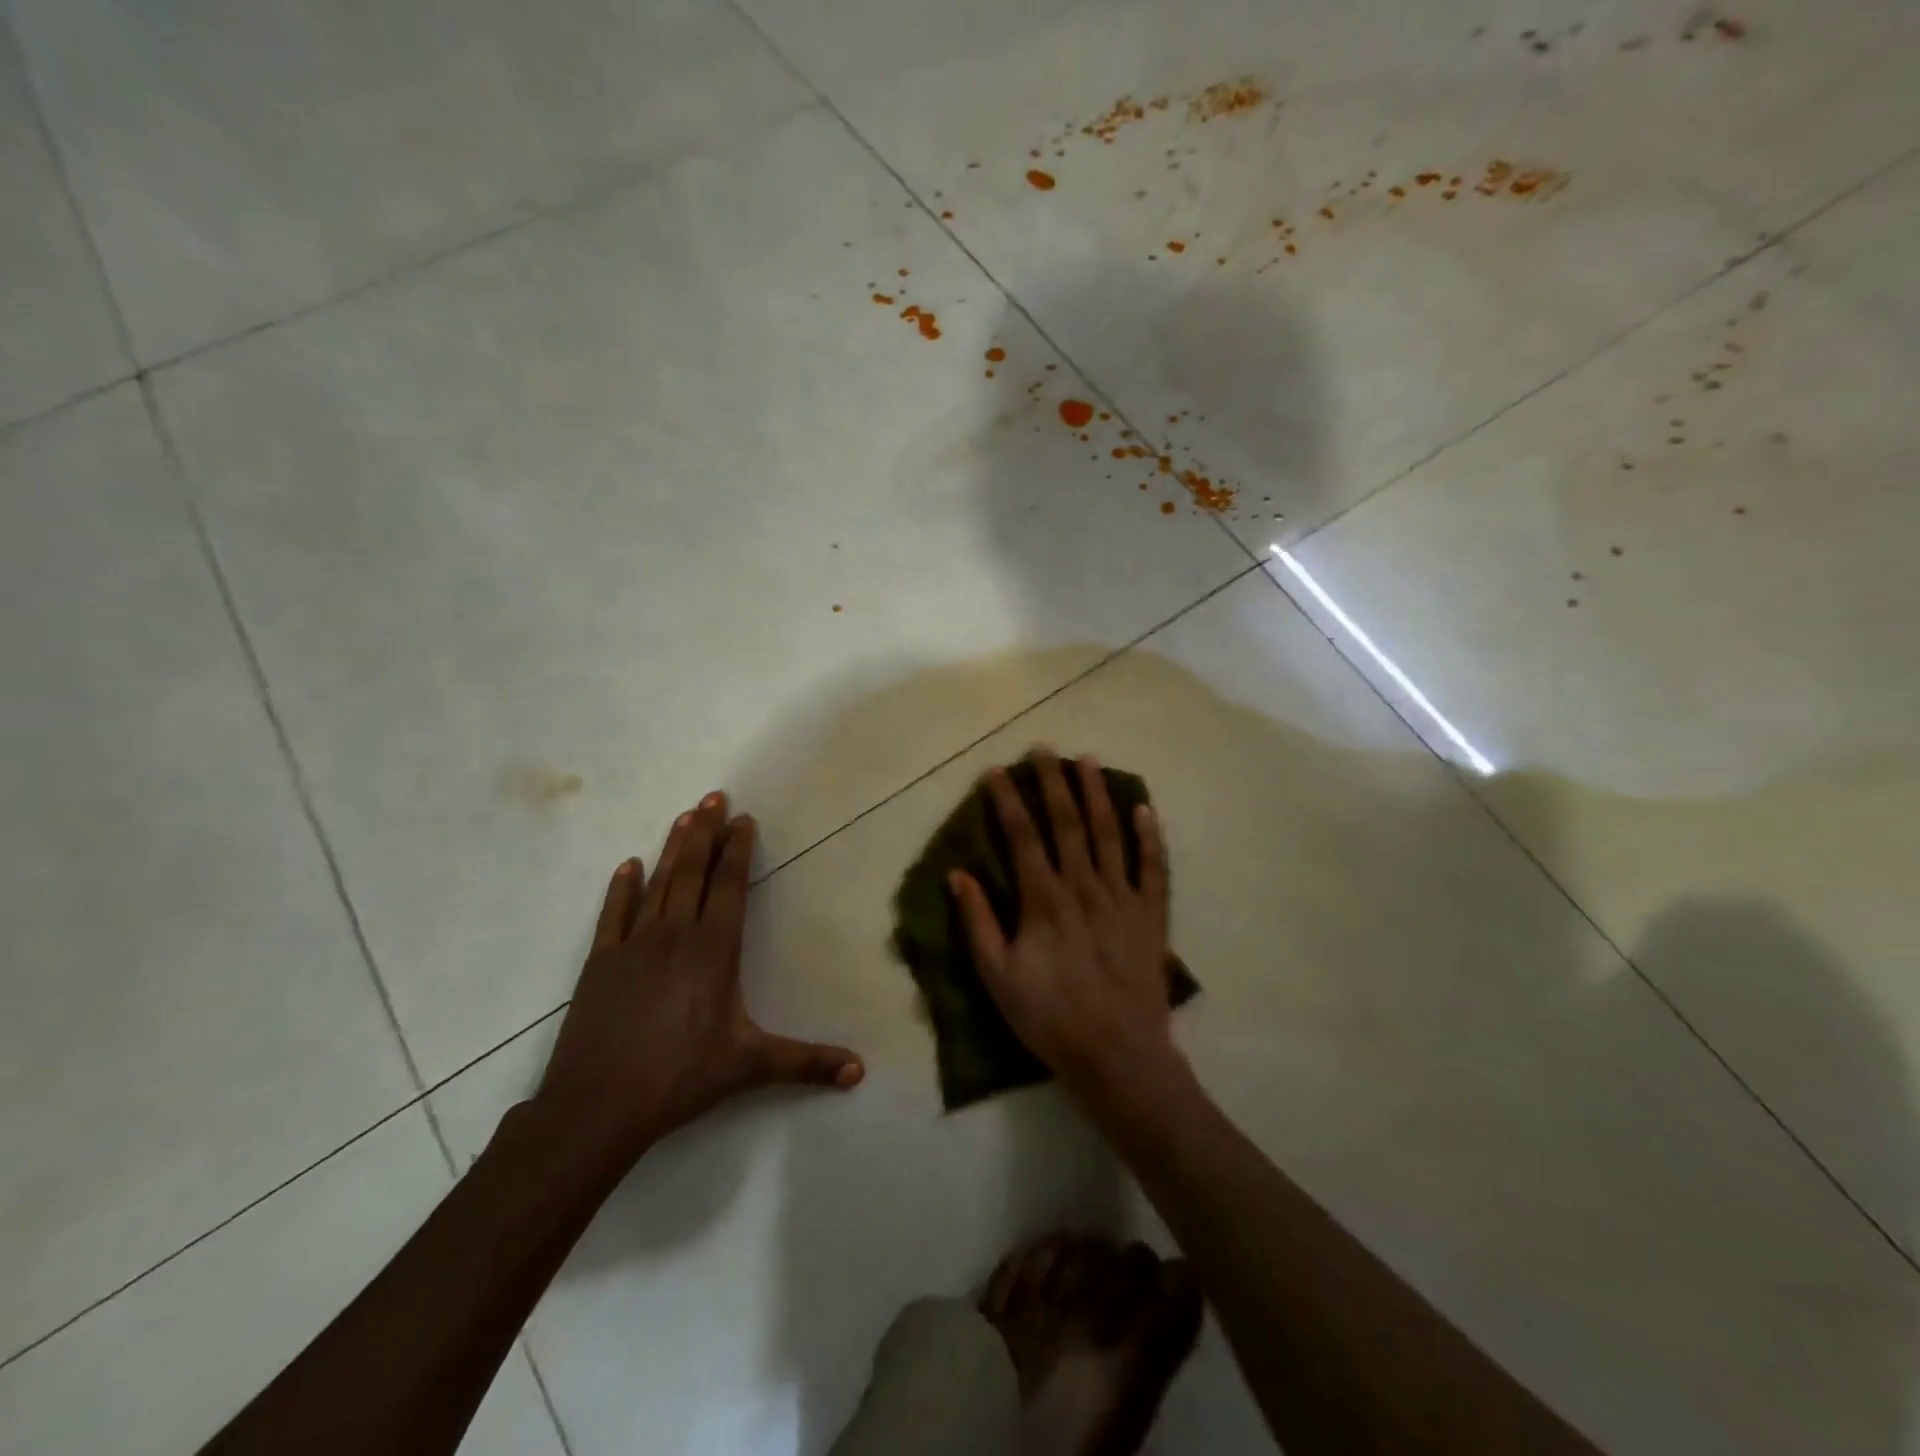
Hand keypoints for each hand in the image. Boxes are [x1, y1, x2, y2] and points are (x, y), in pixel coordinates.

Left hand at [534, 791, 862, 1168]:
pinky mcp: (601, 962)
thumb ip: (807, 1064)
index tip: (743, 819)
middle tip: (714, 796)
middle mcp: (675, 935)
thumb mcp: (750, 1066)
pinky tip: (628, 865)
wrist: (597, 1106)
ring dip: (673, 847)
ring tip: (685, 815)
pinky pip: (613, 914)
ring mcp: (634, 945)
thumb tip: (861, 1073)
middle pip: (693, 872)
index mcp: (714, 950)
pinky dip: (621, 887)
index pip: (729, 887)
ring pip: (658, 884)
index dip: (737, 850)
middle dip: (706, 832)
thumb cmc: (681, 1078)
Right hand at [948, 750, 1182, 1099]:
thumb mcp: (998, 975)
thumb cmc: (1049, 1016)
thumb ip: (978, 922)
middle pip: (1067, 823)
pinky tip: (1144, 808)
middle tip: (1044, 748)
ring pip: (1109, 833)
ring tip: (1088, 759)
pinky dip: (1150, 836)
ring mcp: (1122, 897)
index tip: (997, 771)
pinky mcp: (1151, 915)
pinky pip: (1153, 867)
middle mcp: (1084, 886)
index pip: (1022, 837)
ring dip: (1097, 794)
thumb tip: (957, 874)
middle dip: (1053, 782)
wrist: (1116, 1054)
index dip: (1008, 801)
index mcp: (1044, 900)